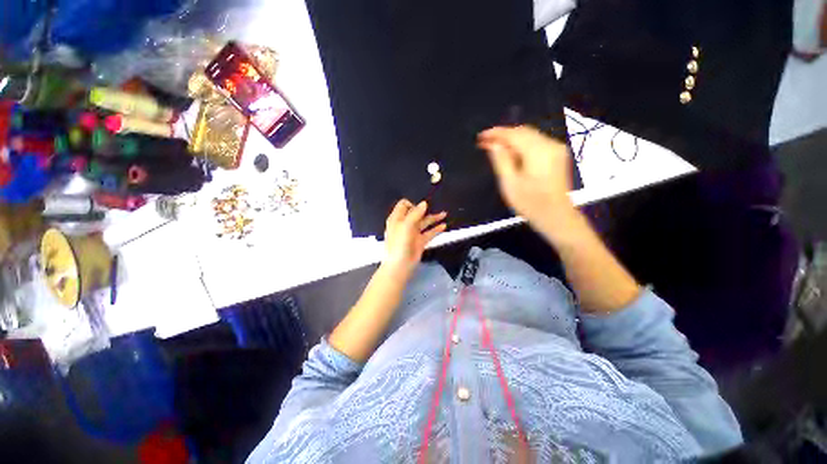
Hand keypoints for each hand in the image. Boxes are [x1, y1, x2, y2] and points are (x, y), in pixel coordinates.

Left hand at [382, 199, 446, 276]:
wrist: (399, 266)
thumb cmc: (399, 244)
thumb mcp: (405, 226)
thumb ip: (415, 214)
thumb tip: (424, 203)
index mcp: (397, 219)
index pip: (403, 205)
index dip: (412, 204)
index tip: (420, 209)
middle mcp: (405, 224)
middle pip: (416, 213)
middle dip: (425, 210)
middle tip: (436, 207)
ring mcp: (413, 233)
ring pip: (424, 222)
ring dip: (434, 218)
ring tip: (444, 214)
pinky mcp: (420, 241)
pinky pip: (429, 233)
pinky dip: (436, 229)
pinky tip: (443, 225)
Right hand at [478, 126, 577, 238]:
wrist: (557, 217)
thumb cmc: (530, 203)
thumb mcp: (510, 183)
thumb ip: (501, 160)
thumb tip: (493, 144)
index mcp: (538, 152)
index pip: (514, 134)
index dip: (496, 133)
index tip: (480, 137)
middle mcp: (550, 144)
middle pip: (523, 132)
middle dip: (503, 135)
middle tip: (485, 142)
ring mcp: (557, 149)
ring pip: (530, 136)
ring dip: (512, 139)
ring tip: (495, 147)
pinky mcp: (558, 155)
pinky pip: (536, 142)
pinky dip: (522, 144)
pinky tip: (511, 152)